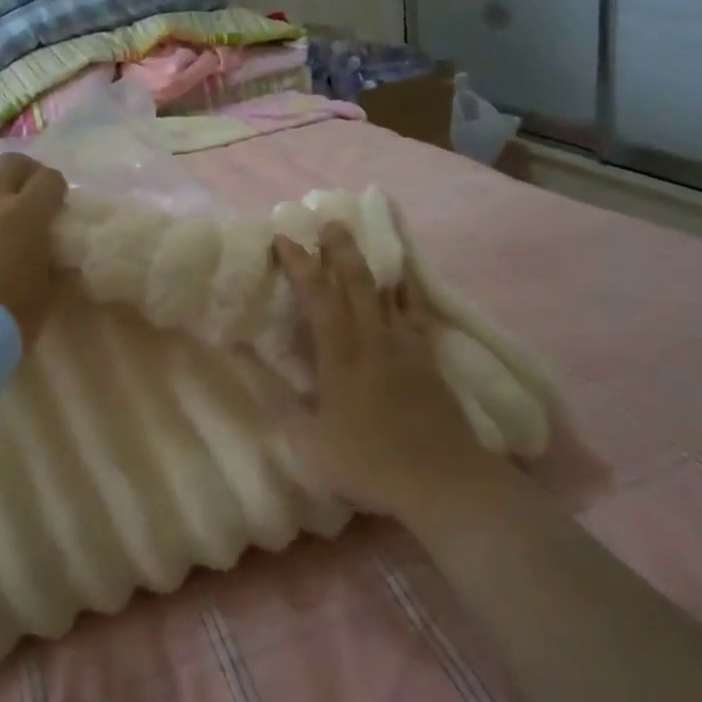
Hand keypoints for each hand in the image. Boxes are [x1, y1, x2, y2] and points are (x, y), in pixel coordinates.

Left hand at [0, 152, 68, 345]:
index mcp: (27, 213)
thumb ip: (55, 263)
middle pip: (10, 162)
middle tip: (33, 193)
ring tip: (3, 214)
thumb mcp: (48, 290)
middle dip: (26, 171)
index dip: (58, 188)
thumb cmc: (12, 312)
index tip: (61, 206)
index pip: (49, 178)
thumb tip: (58, 255)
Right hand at [272, 224, 498, 514]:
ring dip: (373, 262)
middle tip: (330, 221)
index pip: (318, 299)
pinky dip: (408, 292)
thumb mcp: (312, 446)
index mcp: (340, 358)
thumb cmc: (370, 464)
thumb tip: (258, 376)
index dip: (300, 266)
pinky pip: (416, 314)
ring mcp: (405, 348)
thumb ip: (284, 408)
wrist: (443, 481)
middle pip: (357, 284)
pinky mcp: (428, 360)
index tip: (285, 239)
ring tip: (365, 239)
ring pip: (388, 293)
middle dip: (340, 250)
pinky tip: (405, 282)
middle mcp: (373, 342)